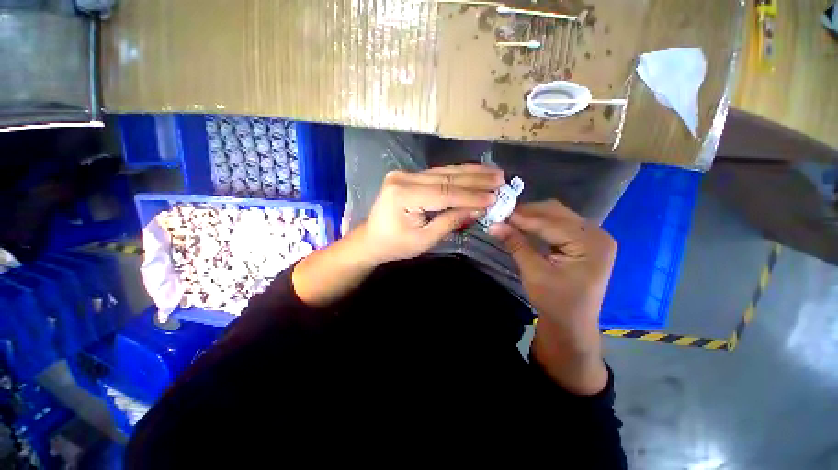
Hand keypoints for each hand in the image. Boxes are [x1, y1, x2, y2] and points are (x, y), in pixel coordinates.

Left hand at [359, 164, 503, 264]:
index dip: (471, 196)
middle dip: (475, 179)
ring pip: (444, 172)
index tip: (495, 197)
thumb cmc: (396, 245)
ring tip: (494, 173)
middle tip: (501, 179)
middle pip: (446, 177)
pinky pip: (438, 174)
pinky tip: (475, 172)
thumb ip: (450, 222)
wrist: (372, 239)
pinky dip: (458, 175)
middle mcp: (403, 178)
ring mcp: (405, 173)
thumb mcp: (424, 240)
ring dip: (470, 173)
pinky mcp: (408, 175)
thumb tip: (478, 210)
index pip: (444, 193)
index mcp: (403, 195)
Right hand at [489, 200, 615, 393]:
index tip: (498, 213)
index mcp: (591, 243)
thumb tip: (493, 225)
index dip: (522, 217)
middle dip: (527, 213)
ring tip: (510, 219)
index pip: (551, 222)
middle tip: (502, 215)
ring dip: (532, 216)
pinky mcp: (584, 242)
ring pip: (557, 216)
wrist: (572, 325)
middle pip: (557, 213)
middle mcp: (597, 234)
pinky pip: (559, 224)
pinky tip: (524, 226)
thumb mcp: (534, 273)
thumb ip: (516, 245)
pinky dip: (540, 224)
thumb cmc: (555, 302)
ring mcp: (593, 237)